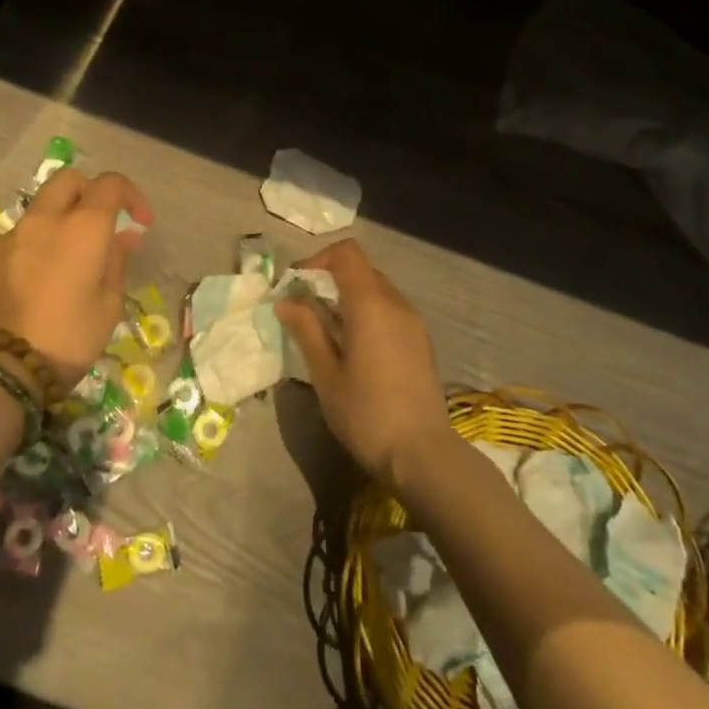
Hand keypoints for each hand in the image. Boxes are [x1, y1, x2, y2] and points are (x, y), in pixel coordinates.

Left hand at [0, 169, 153, 386]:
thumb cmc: (68, 338)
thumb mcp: (108, 305)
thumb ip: (116, 262)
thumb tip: (123, 237)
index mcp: (82, 227)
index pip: (110, 184)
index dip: (131, 196)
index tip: (140, 223)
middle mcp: (44, 220)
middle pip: (68, 180)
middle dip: (90, 192)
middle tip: (102, 225)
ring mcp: (11, 237)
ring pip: (41, 208)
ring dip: (61, 219)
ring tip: (71, 259)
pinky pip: (20, 236)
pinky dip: (37, 243)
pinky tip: (41, 280)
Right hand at [276, 238, 455, 490]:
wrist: (422, 455)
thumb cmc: (366, 414)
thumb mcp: (326, 374)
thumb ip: (307, 330)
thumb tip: (286, 301)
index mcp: (371, 304)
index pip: (347, 253)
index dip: (318, 258)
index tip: (297, 284)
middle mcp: (396, 303)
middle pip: (361, 269)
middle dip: (330, 279)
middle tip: (305, 309)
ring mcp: (413, 322)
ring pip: (376, 289)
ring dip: (349, 297)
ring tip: (327, 331)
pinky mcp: (421, 340)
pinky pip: (390, 309)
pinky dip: (367, 313)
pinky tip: (354, 347)